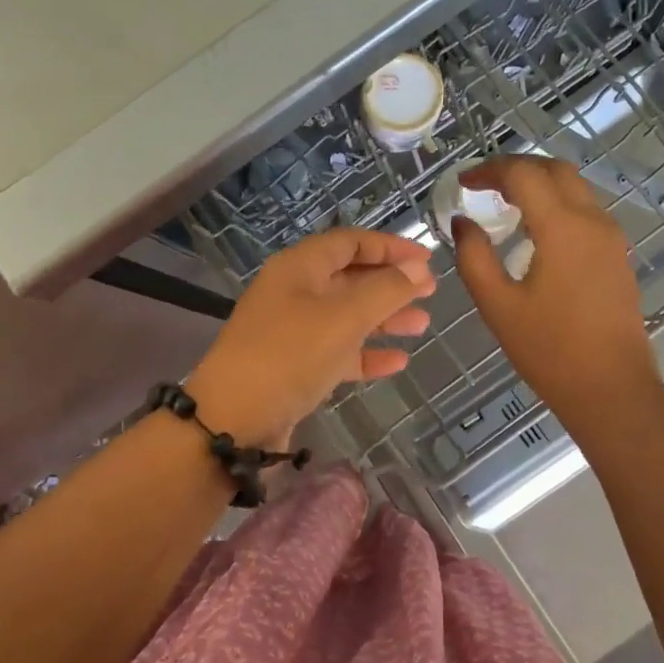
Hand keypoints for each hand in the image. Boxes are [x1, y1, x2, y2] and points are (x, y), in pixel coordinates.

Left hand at [186, 228, 435, 447]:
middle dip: (390, 284)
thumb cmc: (289, 355)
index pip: (350, 242)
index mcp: (299, 267)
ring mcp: (292, 331)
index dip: (390, 246)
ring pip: (346, 316)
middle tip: (430, 293)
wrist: (232, 420)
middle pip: (349, 278)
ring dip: (383, 319)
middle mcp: (294, 292)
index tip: (427, 259)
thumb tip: (419, 268)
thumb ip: (386, 290)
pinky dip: (366, 354)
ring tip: (422, 325)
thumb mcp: (343, 317)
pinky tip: (397, 362)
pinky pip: (337, 351)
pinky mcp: (294, 367)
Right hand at [453, 156, 659, 428]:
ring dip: (539, 183)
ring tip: (503, 203)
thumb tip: (463, 222)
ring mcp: (611, 237)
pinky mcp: (616, 255)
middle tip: (482, 185)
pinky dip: (556, 203)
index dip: (489, 170)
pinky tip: (534, 229)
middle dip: (516, 168)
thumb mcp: (497, 305)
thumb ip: (473, 257)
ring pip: (574, 187)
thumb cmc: (549, 350)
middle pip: (555, 169)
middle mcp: (592, 221)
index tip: (462, 183)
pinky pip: (585, 210)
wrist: (612, 388)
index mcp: (562, 227)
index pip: (523, 174)